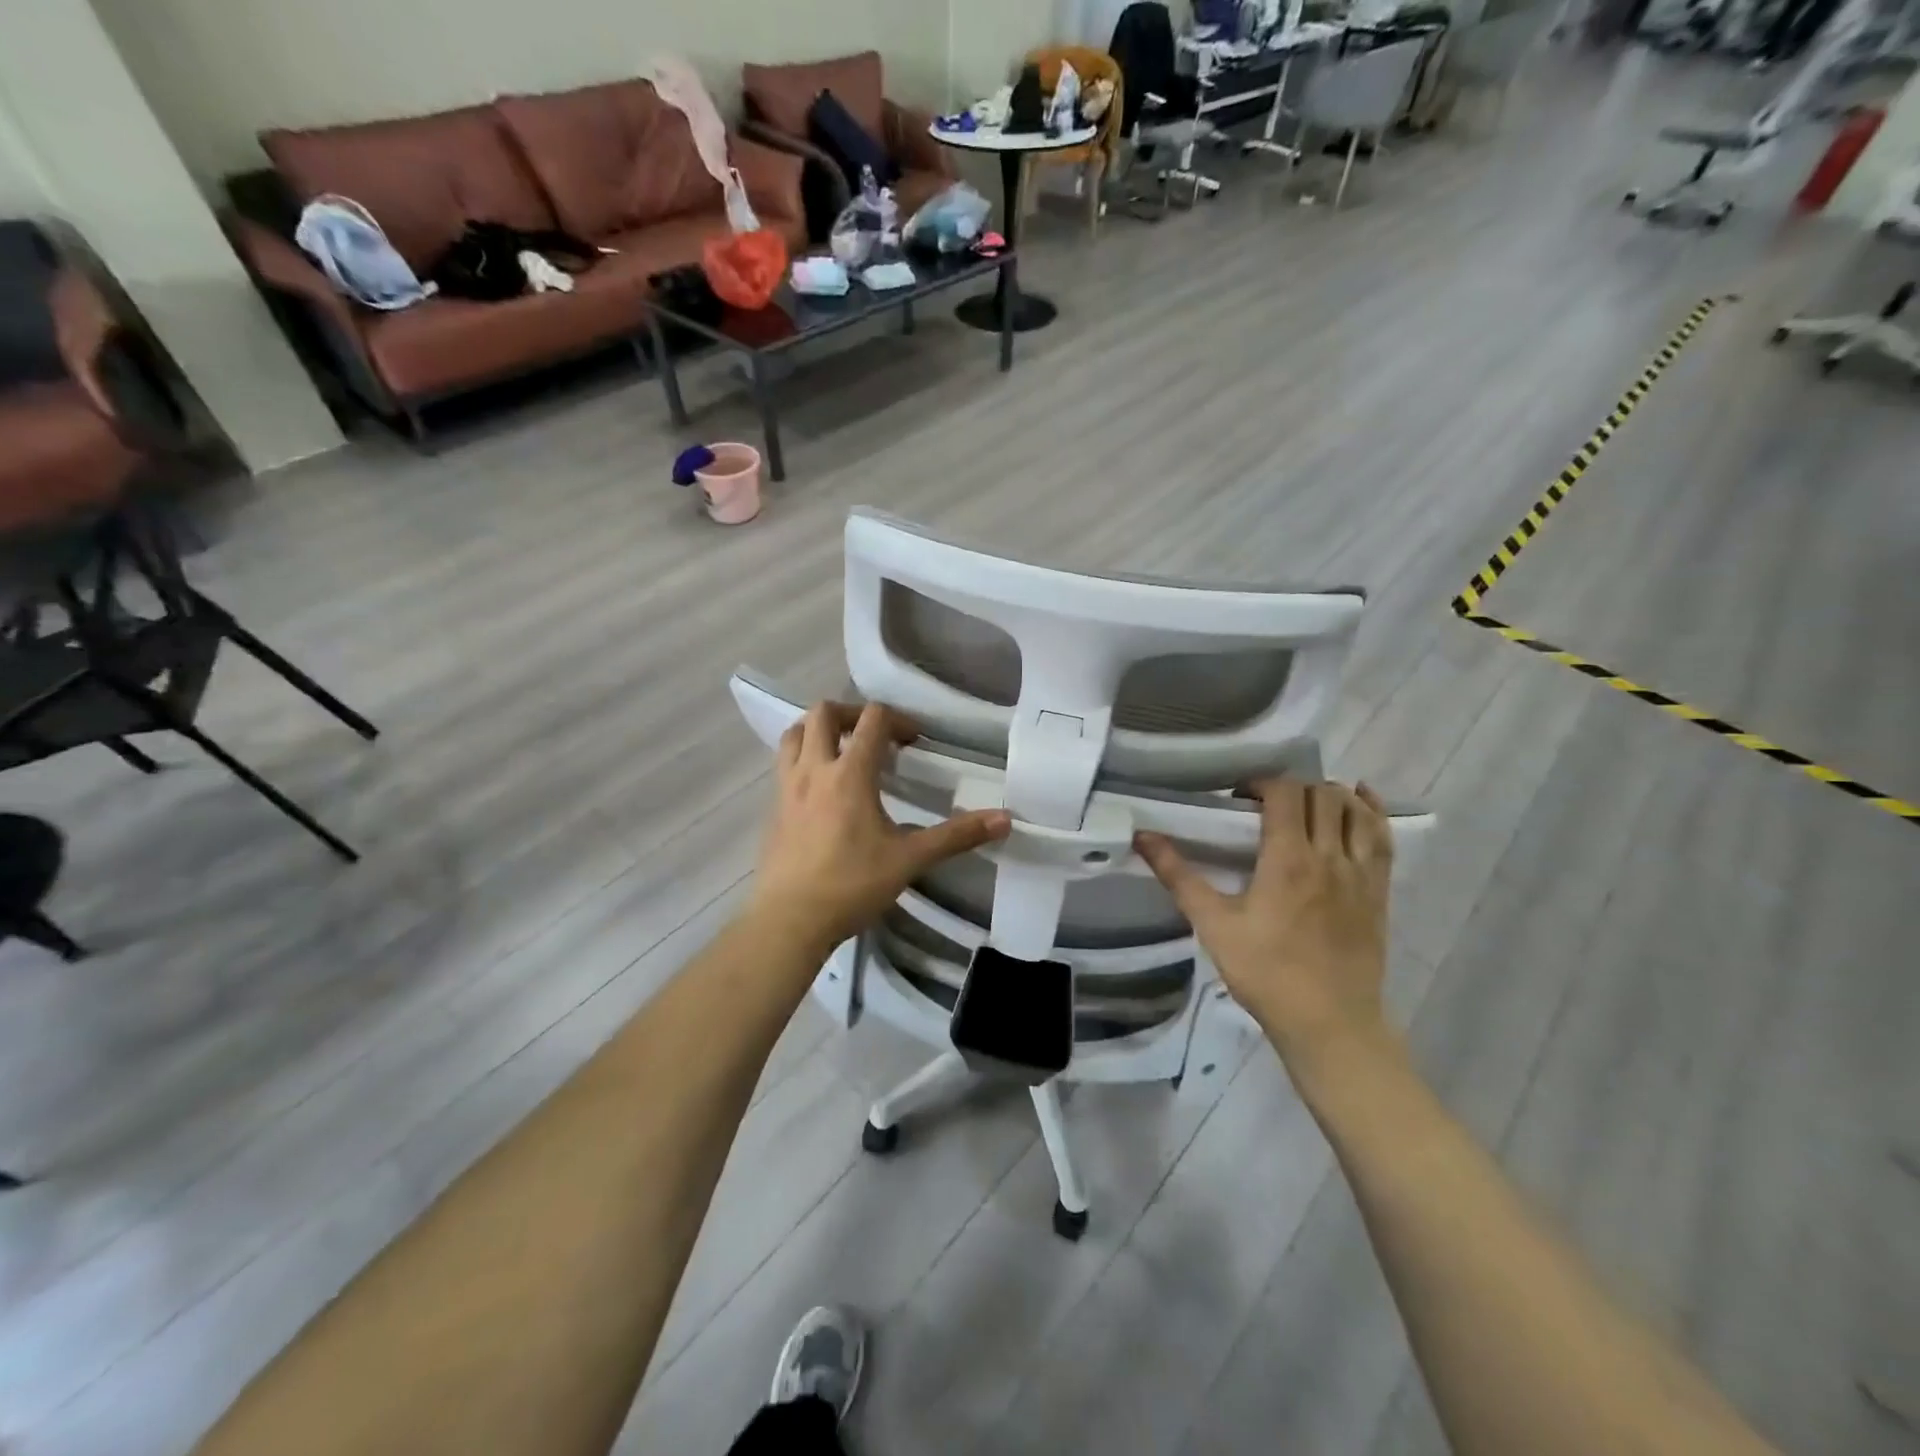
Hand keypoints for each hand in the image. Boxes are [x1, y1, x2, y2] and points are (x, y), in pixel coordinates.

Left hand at [749, 702, 1010, 955]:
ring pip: (794, 734)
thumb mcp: (910, 859)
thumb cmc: (851, 885)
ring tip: (842, 750)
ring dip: (818, 730)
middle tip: (875, 736)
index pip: (872, 719)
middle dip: (852, 713)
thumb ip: (956, 836)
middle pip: (823, 713)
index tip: (915, 742)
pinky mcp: (773, 809)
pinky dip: (803, 758)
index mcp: (850, 774)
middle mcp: (814, 769)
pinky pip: (784, 764)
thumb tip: (1005, 819)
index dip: (898, 719)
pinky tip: (821, 789)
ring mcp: (787, 788)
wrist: (789, 921)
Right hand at [1134, 780, 1393, 1068]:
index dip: (1261, 784)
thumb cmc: (1265, 973)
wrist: (1329, 1023)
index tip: (1239, 800)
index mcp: (1288, 859)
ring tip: (1305, 806)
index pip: (1285, 793)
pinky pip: (1383, 836)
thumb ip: (1178, 876)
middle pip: (1321, 794)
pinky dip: (1371, 811)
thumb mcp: (1213, 925)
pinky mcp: (1380, 891)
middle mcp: (1330, 855)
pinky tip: (1359, 800)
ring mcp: (1361, 873)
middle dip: (1291, 788)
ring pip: (1354, 810)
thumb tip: (1143, 837)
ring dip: (1329, 795)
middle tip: (1266, 807)